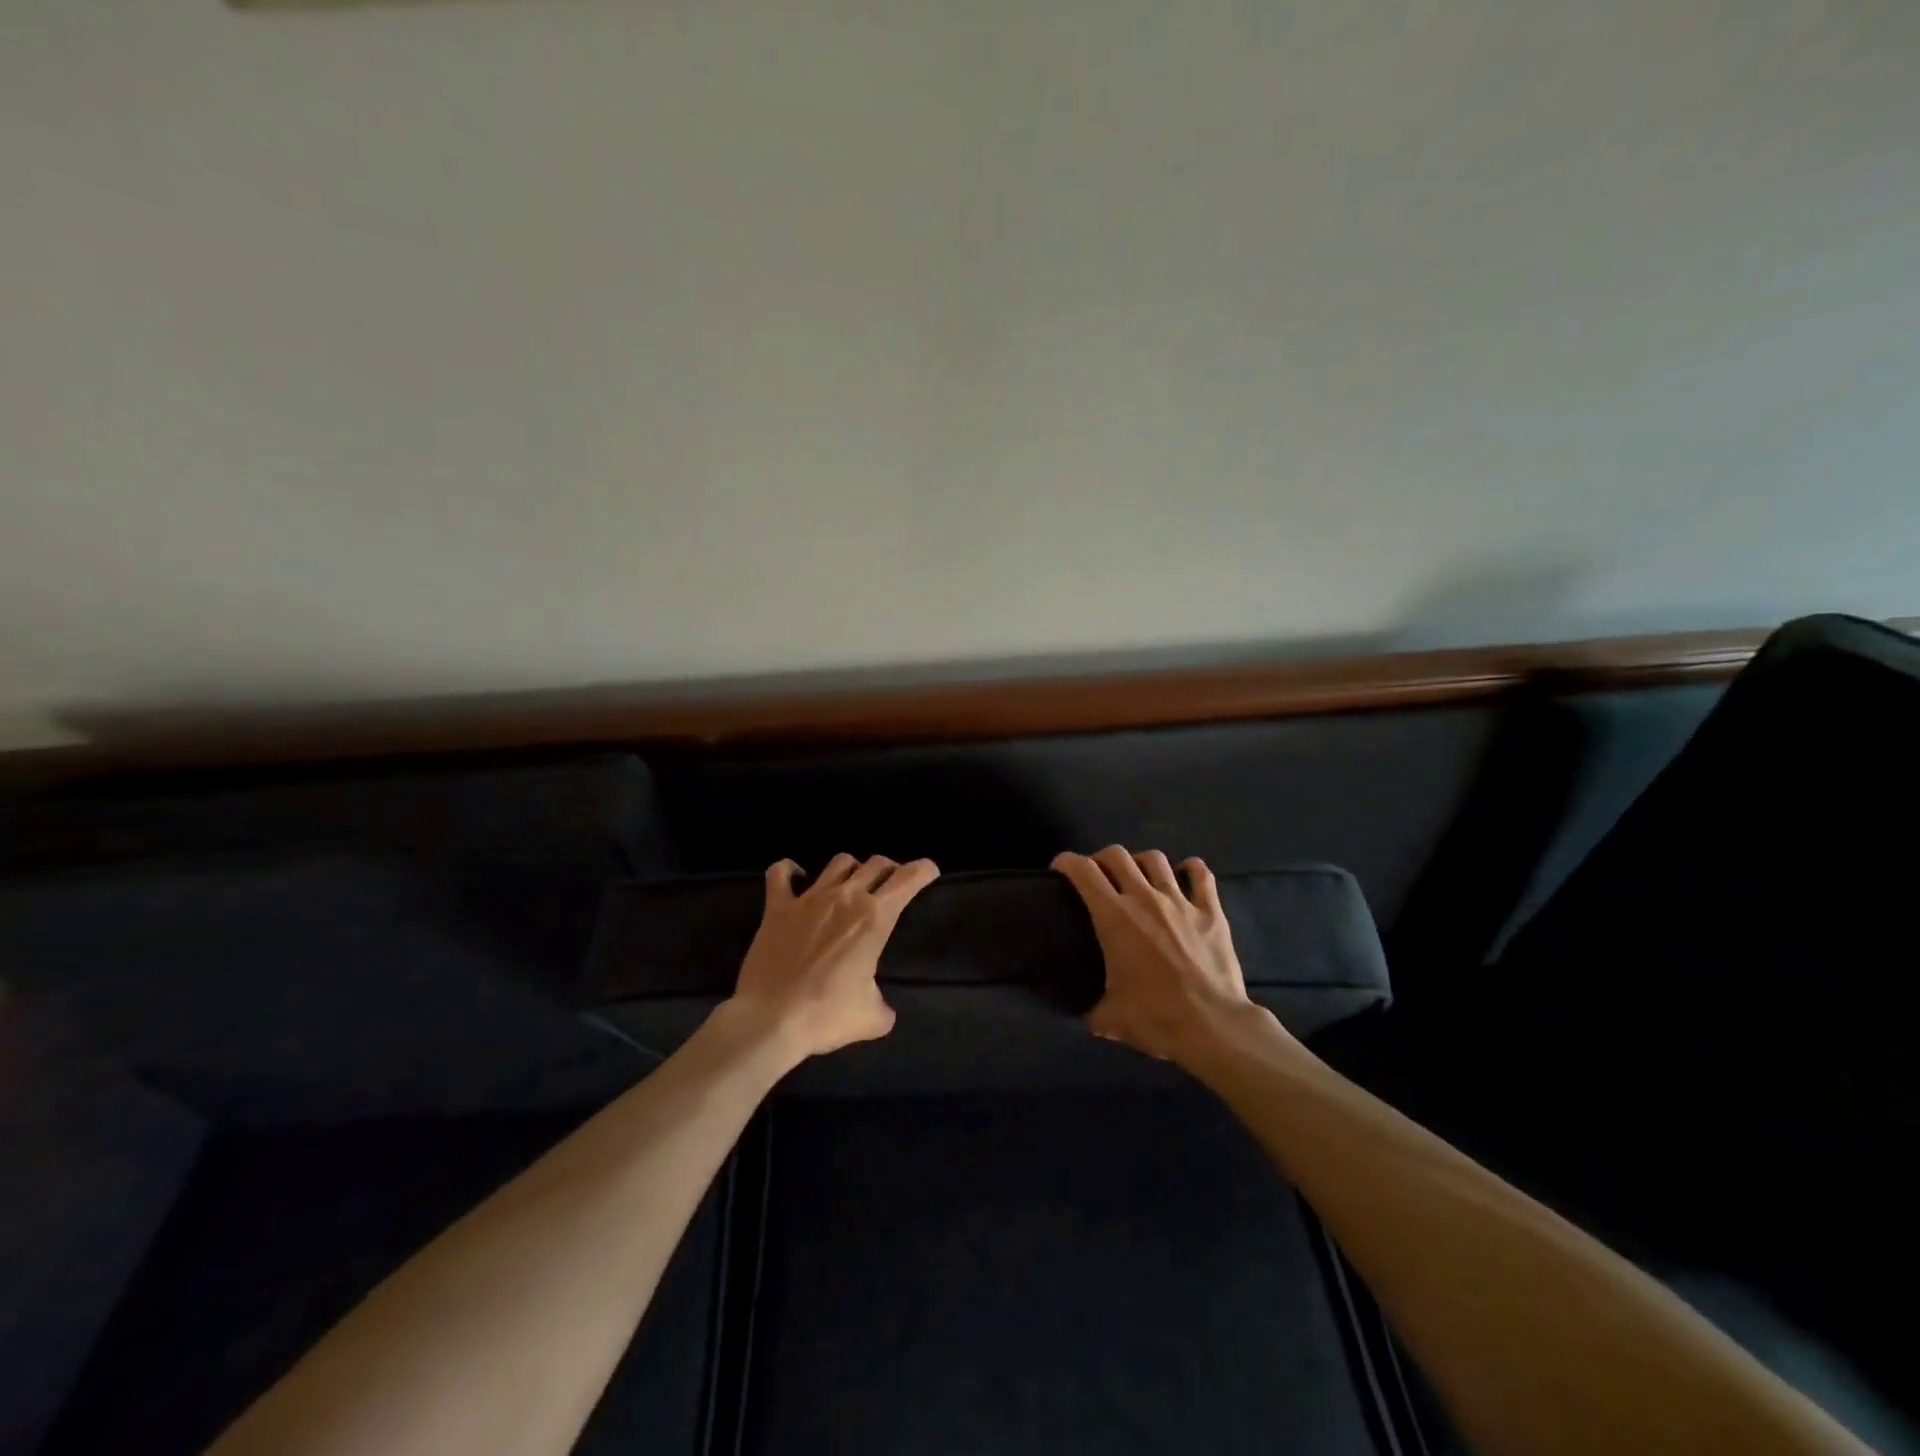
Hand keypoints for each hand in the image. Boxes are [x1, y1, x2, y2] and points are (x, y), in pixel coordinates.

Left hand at [727, 853, 939, 1060]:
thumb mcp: (872, 1018)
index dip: (923, 870)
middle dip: (889, 870)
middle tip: (890, 886)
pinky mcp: (777, 907)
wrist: (770, 1020)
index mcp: (875, 918)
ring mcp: (809, 898)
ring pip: (839, 862)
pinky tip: (795, 878)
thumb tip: (882, 1009)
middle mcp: (845, 898)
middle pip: (876, 863)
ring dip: (851, 870)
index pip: (908, 879)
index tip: (929, 872)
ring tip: (850, 885)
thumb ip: (884, 1006)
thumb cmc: (826, 1017)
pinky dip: (789, 871)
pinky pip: (780, 873)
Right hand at [1053, 845, 1278, 1064]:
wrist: (1212, 1027)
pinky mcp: (1211, 912)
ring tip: (1138, 876)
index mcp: (1114, 917)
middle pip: (1117, 856)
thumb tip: (1086, 1014)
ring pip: (1156, 860)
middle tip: (1098, 875)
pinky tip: (1184, 873)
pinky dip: (1190, 869)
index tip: (1060, 869)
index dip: (1067, 862)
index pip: (1083, 871)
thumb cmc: (1155, 1019)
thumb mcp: (1109, 1019)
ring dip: (1141, 862)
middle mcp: (1144, 899)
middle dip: (1101, 858)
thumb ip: (1092, 1010)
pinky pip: (1201, 876)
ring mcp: (1180, 902)